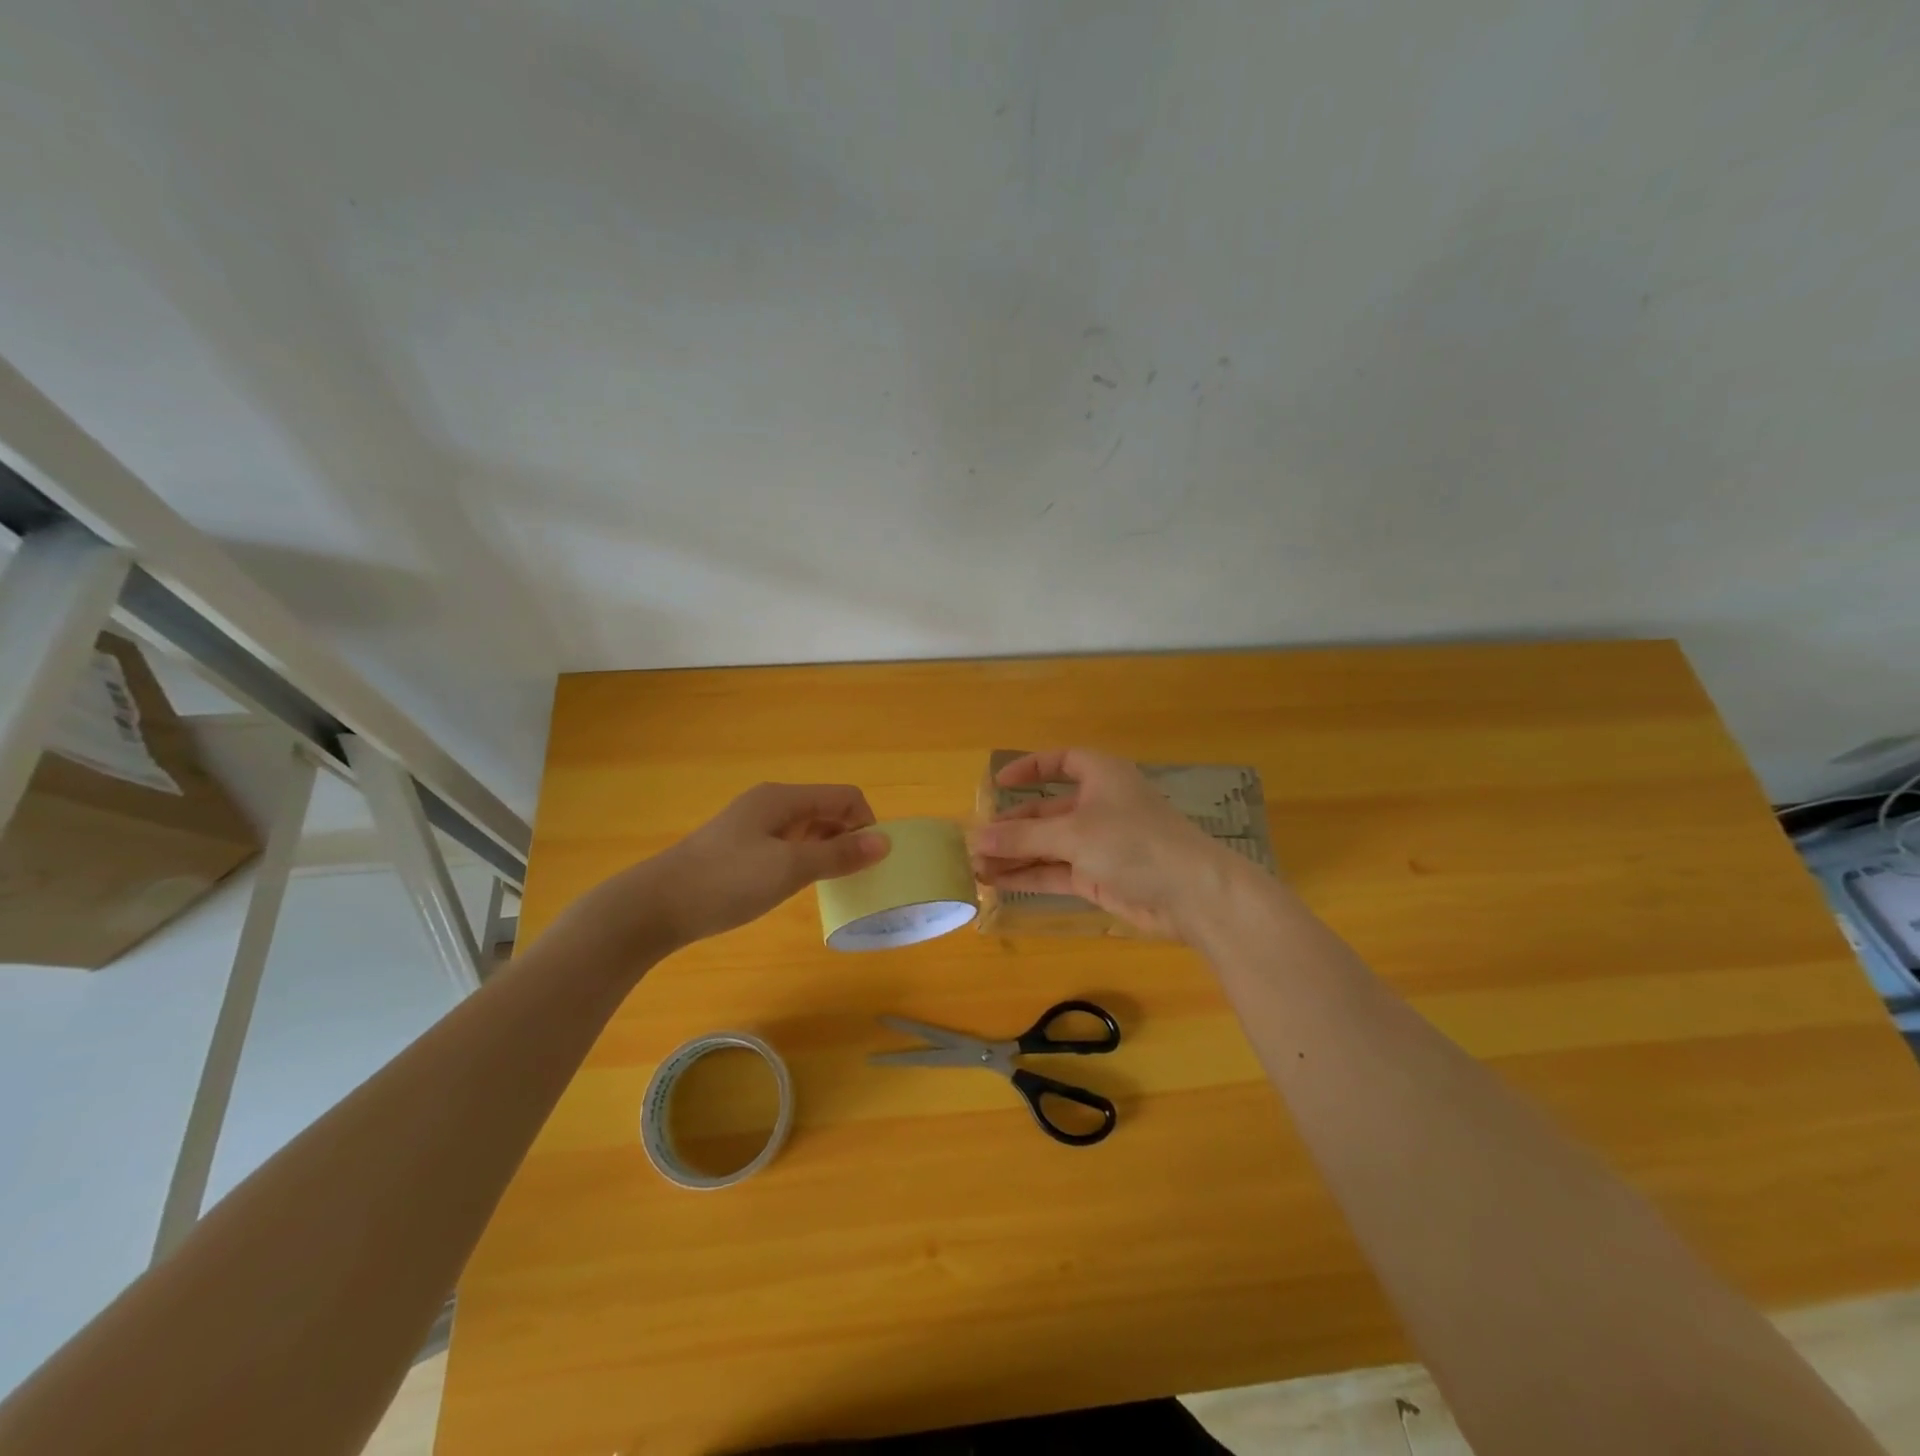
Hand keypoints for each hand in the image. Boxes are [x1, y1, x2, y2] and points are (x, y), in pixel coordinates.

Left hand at [582, 783, 889, 950]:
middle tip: (857, 875)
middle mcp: (771, 804)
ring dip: (828, 848)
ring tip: (834, 882)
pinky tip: (800, 884)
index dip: (866, 824)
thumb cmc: (726, 882)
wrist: (655, 906)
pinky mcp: (741, 848)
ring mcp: (753, 826)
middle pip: (827, 809)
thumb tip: (885, 842)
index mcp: (783, 798)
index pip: (845, 797)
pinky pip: (788, 844)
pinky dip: (805, 858)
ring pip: (808, 828)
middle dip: (849, 836)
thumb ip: (838, 854)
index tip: (871, 862)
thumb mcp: (789, 868)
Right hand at [967, 749, 1241, 939]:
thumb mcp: (1073, 834)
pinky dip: (1028, 875)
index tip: (998, 783)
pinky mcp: (1098, 876)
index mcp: (1101, 776)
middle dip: (1011, 826)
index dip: (1030, 769)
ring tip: (974, 865)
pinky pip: (1054, 871)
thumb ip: (1023, 837)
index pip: (1062, 761)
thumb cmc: (1133, 843)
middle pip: (1047, 811)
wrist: (1191, 894)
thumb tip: (976, 837)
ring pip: (1047, 844)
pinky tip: (996, 882)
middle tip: (973, 840)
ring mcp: (1098, 843)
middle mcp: (1098, 805)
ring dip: (1014, 854)